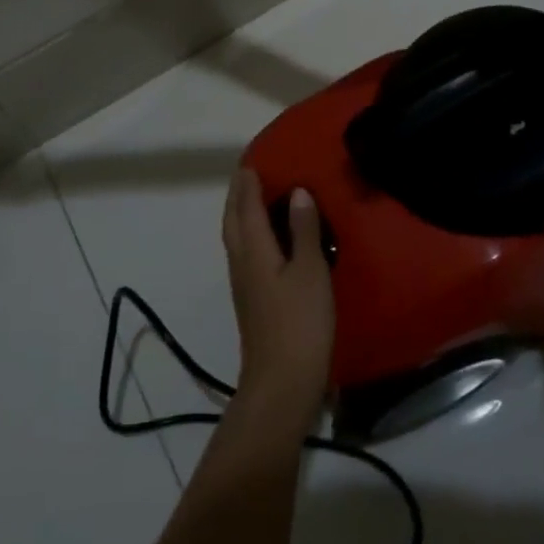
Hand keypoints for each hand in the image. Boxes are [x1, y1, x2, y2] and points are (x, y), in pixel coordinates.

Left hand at [222, 169, 333, 425]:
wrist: (280, 382)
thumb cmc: (300, 322)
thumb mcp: (310, 271)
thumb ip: (303, 230)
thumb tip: (297, 192)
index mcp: (254, 249)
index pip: (247, 206)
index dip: (248, 183)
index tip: (251, 160)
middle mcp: (241, 261)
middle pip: (233, 220)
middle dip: (237, 195)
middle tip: (248, 174)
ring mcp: (243, 284)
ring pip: (235, 237)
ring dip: (240, 213)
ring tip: (254, 198)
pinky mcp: (250, 300)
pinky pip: (244, 252)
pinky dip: (249, 234)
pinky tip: (264, 240)